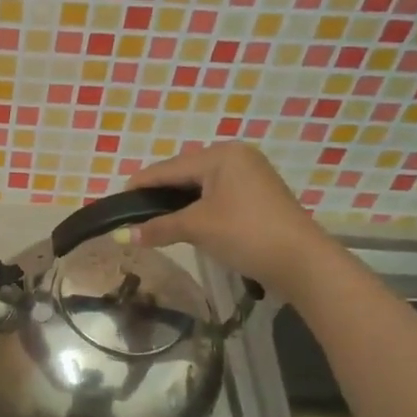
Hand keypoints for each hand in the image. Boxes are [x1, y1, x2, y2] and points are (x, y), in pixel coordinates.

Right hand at [125, 143, 340, 301]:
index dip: (140, 184)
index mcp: (221, 155)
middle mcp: (236, 157)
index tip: (115, 200)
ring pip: (200, 186)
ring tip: (153, 220)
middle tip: (132, 214)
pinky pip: (216, 196)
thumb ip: (158, 228)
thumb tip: (124, 236)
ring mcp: (250, 176)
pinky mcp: (258, 196)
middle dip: (159, 194)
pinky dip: (197, 208)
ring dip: (177, 203)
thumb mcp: (197, 228)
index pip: (168, 168)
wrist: (301, 261)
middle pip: (184, 174)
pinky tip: (183, 222)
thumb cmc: (245, 233)